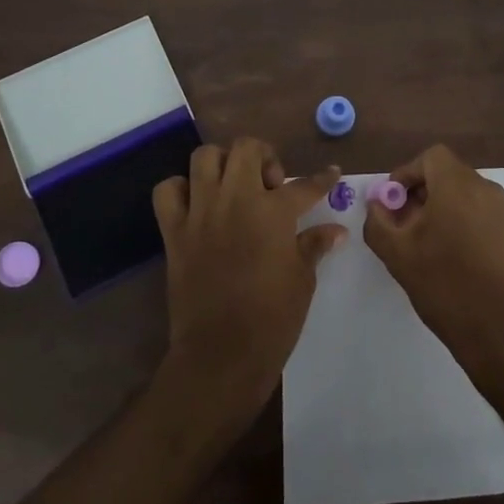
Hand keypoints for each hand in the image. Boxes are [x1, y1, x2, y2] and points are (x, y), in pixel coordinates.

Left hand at [152, 139, 344, 417]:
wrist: (221, 354)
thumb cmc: (273, 319)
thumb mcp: (302, 280)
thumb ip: (314, 245)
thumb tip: (335, 230)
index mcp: (273, 211)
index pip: (304, 185)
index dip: (323, 179)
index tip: (331, 174)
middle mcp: (235, 200)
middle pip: (246, 148)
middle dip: (264, 156)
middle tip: (271, 185)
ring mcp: (200, 212)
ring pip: (204, 157)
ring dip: (223, 164)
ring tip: (234, 185)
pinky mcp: (174, 231)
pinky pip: (168, 191)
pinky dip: (181, 189)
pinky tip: (197, 204)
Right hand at [363, 143, 503, 372]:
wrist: (501, 329)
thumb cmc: (445, 284)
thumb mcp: (397, 253)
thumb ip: (378, 222)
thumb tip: (376, 205)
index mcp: (458, 185)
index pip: (430, 157)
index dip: (406, 173)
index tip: (391, 202)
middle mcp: (484, 189)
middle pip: (445, 173)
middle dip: (418, 192)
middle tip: (398, 223)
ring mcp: (500, 211)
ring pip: (460, 193)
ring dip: (436, 207)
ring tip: (417, 241)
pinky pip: (475, 211)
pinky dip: (455, 219)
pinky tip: (442, 254)